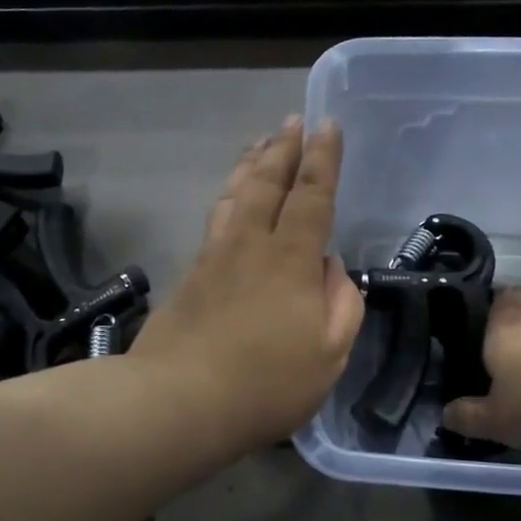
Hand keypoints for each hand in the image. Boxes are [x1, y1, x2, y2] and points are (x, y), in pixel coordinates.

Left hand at [131, 117, 363, 451]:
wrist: (179, 400)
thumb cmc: (266, 383)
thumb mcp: (329, 355)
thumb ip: (342, 304)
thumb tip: (331, 267)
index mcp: (290, 258)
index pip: (311, 195)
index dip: (323, 158)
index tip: (328, 125)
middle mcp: (250, 243)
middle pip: (267, 181)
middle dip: (283, 147)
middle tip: (292, 121)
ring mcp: (214, 255)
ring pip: (235, 193)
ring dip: (251, 163)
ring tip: (261, 143)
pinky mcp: (190, 273)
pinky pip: (216, 217)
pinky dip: (230, 194)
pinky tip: (232, 197)